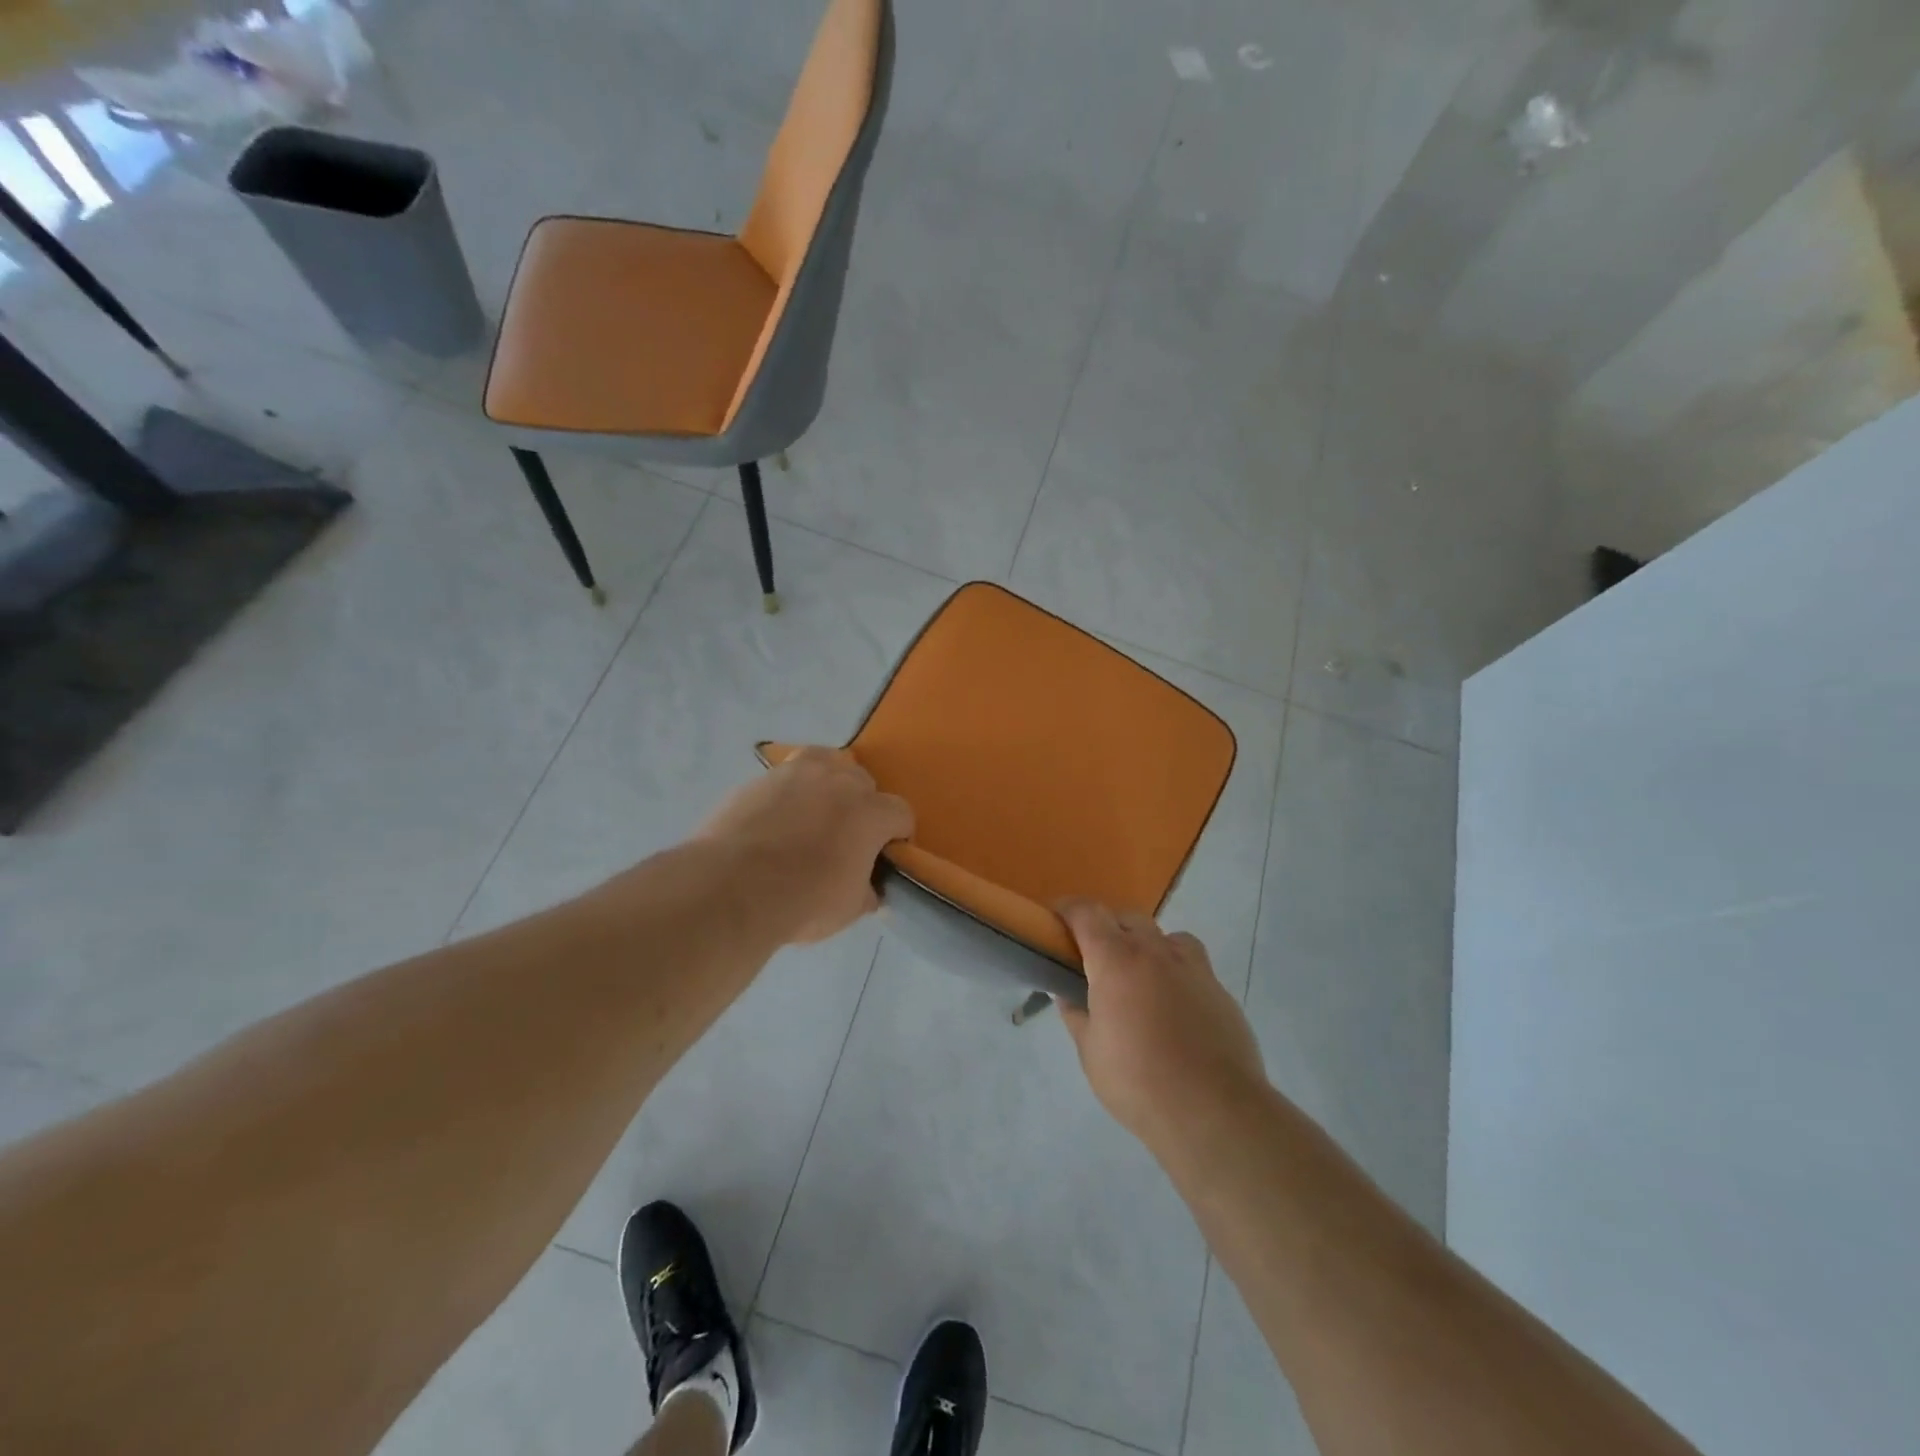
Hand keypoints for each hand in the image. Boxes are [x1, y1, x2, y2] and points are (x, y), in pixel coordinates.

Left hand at [698, 747, 913, 943]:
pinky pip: (787, 775)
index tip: (884, 855)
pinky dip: (790, 791)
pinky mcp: (761, 778)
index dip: (896, 835)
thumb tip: (869, 889)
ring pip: (827, 764)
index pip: (901, 813)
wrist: (731, 888)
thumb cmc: (803, 901)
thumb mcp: (848, 909)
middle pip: (864, 782)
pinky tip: (777, 816)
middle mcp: (840, 781)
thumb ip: (866, 891)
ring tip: (814, 812)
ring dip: (828, 784)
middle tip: (846, 837)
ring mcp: (798, 773)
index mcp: (871, 813)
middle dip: (862, 806)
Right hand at [1056, 901, 1264, 1152]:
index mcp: (1116, 961)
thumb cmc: (1138, 1081)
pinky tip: (1175, 1009)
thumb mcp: (1091, 1052)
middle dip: (1109, 929)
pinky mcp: (1220, 991)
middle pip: (1128, 918)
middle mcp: (1155, 952)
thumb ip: (1077, 1016)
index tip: (1056, 920)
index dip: (1068, 910)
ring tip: (1141, 979)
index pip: (1087, 914)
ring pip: (1166, 937)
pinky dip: (1177, 974)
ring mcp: (1193, 968)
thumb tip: (1069, 996)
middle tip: (1097, 960)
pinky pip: (1193, 966)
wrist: (1213, 1111)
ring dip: (1148, 947)